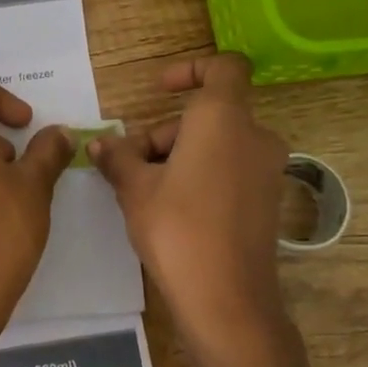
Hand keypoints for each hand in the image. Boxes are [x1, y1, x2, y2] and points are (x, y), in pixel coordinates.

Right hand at [89, 54, 291, 366]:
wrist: (227, 299)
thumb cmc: (177, 229)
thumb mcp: (135, 189)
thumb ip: (117, 157)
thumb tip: (100, 143)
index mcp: (223, 119)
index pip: (224, 67)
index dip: (191, 70)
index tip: (160, 91)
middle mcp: (254, 136)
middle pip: (207, 114)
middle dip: (164, 133)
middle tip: (129, 167)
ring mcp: (266, 169)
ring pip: (216, 144)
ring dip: (177, 157)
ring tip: (142, 194)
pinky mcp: (267, 199)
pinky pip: (229, 169)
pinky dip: (200, 175)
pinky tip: (171, 210)